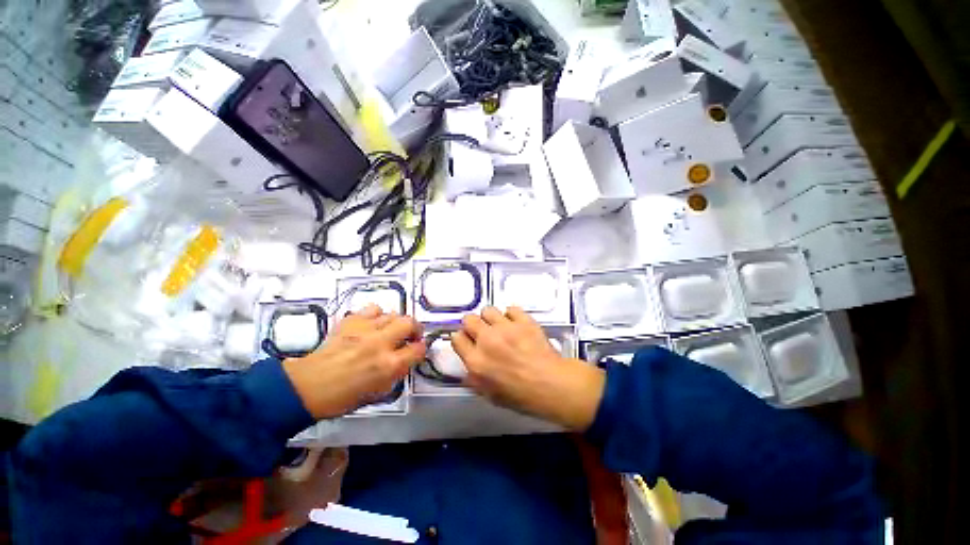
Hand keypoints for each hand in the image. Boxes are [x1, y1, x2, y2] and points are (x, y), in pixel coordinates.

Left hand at [283, 304, 424, 418]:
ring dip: (396, 322)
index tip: (417, 350)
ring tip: (390, 330)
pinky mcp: (351, 322)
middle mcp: (381, 343)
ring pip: (393, 313)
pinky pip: (372, 309)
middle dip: (415, 329)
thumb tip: (406, 359)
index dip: (421, 349)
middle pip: (410, 323)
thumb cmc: (343, 397)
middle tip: (410, 335)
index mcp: (389, 365)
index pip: (418, 349)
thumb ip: (397, 373)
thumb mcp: (378, 392)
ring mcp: (365, 330)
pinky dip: (376, 315)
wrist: (307, 387)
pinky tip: (371, 324)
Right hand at [452, 306, 605, 429]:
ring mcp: (506, 328)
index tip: (467, 340)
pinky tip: (516, 323)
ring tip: (499, 326)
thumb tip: (469, 368)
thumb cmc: (521, 396)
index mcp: (476, 361)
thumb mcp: (491, 396)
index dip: (461, 339)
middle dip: (472, 324)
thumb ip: (474, 379)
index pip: (457, 339)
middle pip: (469, 319)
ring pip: (488, 310)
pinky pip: (510, 309)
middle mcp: (487, 340)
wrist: (552, 385)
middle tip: (482, 331)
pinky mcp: (522, 320)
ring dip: (491, 318)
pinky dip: (511, 315)